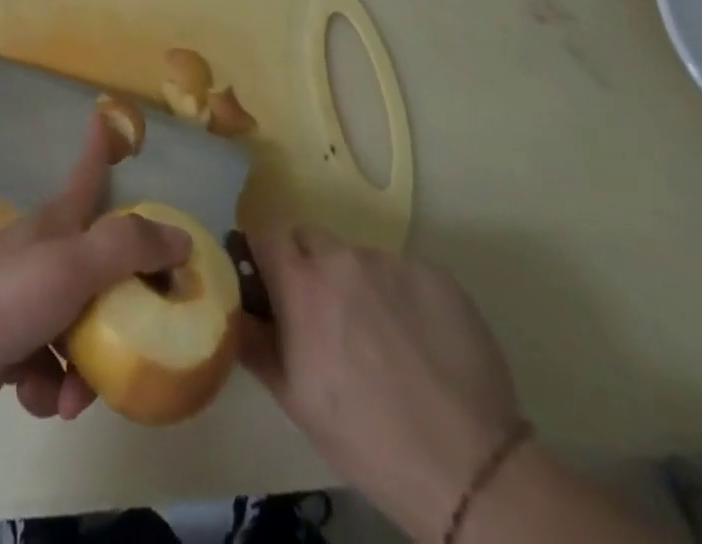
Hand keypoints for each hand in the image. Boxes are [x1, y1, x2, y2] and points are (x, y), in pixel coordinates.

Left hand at [0, 115, 188, 428]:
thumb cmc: (3, 297)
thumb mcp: (73, 265)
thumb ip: (127, 248)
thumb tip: (182, 238)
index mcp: (57, 225)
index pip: (87, 174)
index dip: (99, 147)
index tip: (104, 116)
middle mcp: (44, 255)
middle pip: (100, 268)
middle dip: (123, 309)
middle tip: (145, 338)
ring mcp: (24, 301)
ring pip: (80, 328)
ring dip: (88, 368)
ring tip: (76, 394)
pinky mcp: (8, 347)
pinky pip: (51, 367)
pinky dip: (53, 388)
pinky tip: (41, 400)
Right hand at [240, 225, 522, 542]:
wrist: (470, 470)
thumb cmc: (365, 438)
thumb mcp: (293, 398)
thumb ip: (253, 340)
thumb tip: (231, 307)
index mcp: (301, 282)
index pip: (266, 230)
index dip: (265, 253)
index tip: (271, 282)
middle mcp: (343, 258)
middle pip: (311, 237)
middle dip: (309, 265)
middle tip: (325, 316)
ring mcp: (393, 263)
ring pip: (358, 257)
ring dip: (357, 283)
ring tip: (382, 338)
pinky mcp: (438, 275)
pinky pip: (403, 273)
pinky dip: (401, 296)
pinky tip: (419, 342)